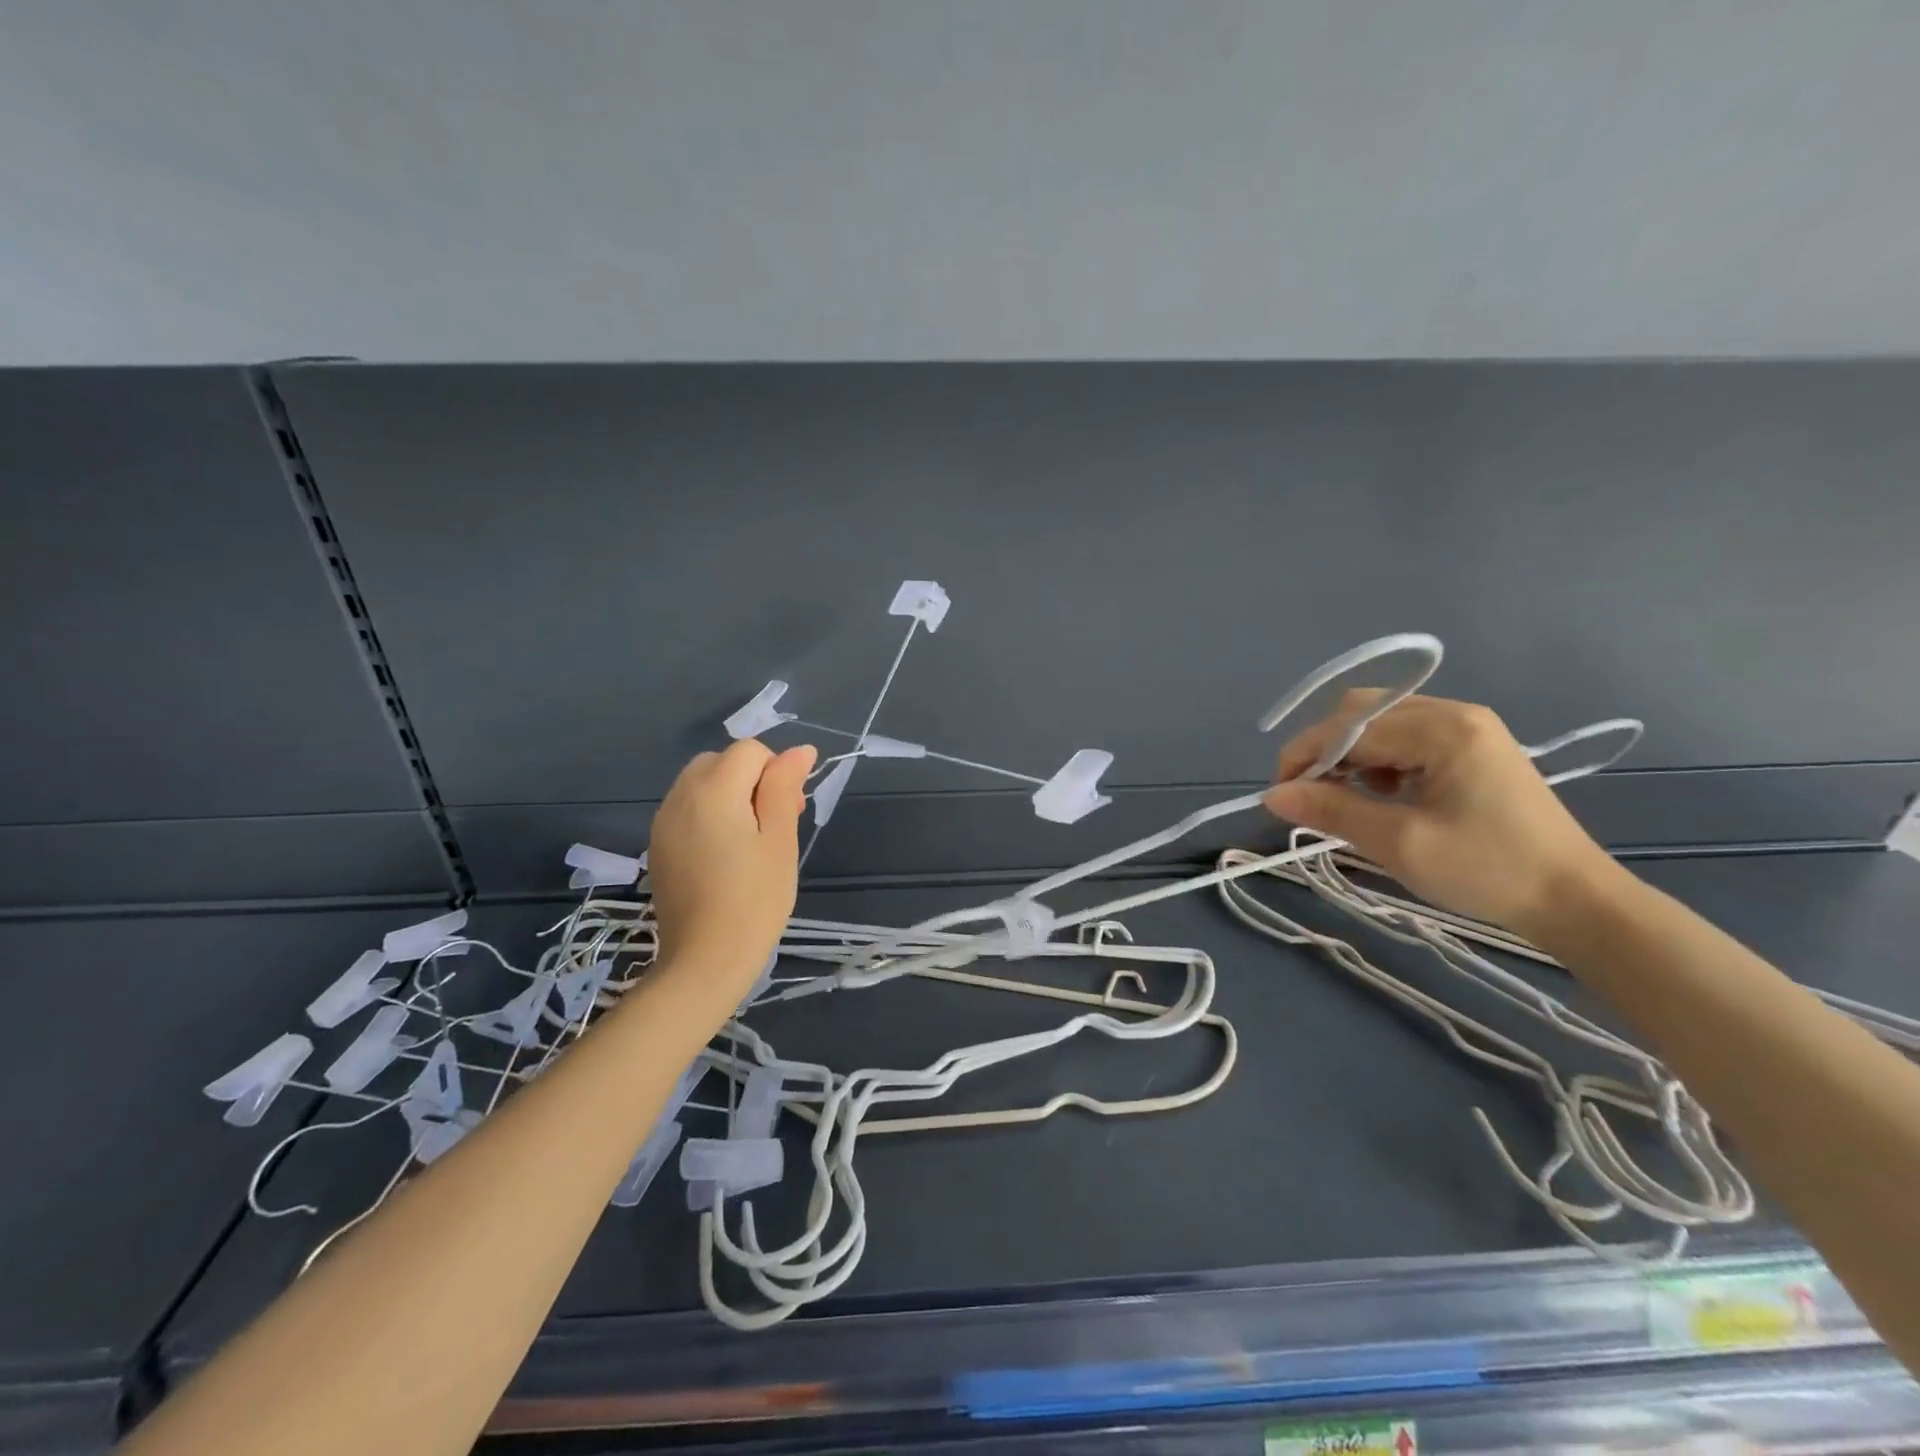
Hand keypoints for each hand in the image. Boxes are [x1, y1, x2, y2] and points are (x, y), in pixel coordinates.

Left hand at [647, 739, 815, 994]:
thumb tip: (799, 750)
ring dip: (730, 795)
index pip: (750, 750)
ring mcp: (663, 821)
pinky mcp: (658, 845)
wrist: (706, 960)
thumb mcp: (780, 839)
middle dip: (752, 779)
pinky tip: (724, 854)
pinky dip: (710, 814)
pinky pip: (687, 808)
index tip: (792, 810)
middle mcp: (680, 796)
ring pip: (702, 783)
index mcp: (713, 790)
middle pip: (721, 761)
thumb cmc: (755, 899)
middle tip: (775, 823)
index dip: (776, 772)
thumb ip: (785, 787)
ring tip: (751, 841)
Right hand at [1262, 692, 1619, 939]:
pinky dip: (1379, 760)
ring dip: (1351, 754)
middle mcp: (1454, 713)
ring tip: (1351, 799)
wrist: (1574, 900)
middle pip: (1362, 711)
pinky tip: (1386, 794)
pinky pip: (1405, 736)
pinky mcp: (1473, 746)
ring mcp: (1467, 727)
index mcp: (1442, 729)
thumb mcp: (1399, 843)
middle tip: (1313, 794)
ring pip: (1380, 721)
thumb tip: (1271, 795)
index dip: (1303, 755)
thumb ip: (1331, 810)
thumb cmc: (1487, 871)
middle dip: (1325, 749)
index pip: (1348, 727)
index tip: (1280, 795)